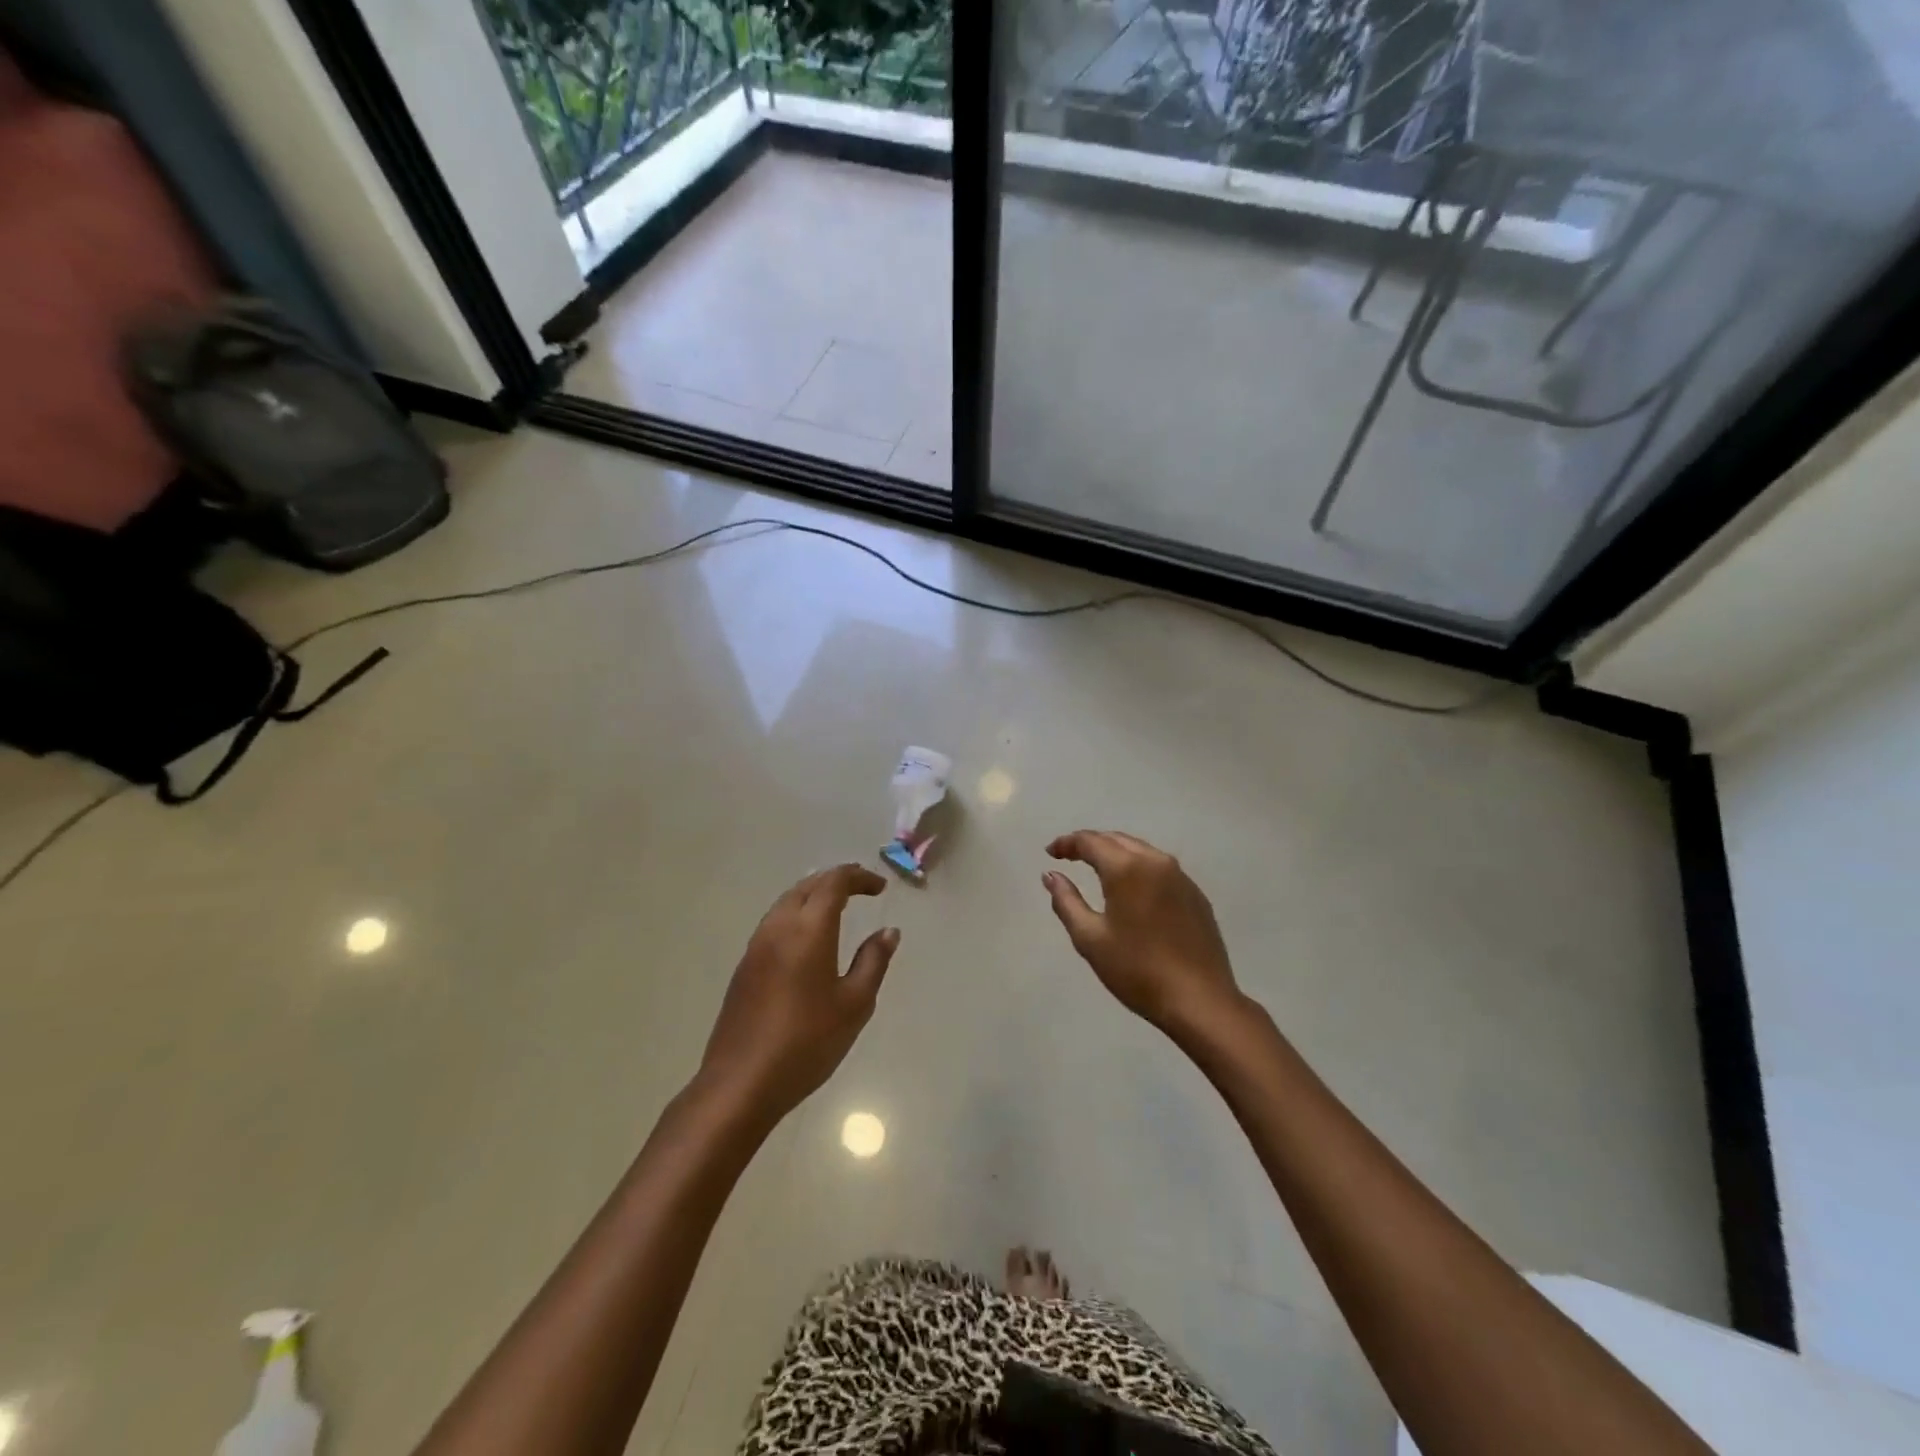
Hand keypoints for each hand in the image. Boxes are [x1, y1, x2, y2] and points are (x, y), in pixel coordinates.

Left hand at [701, 864, 899, 1122]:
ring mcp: (756, 947)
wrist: (741, 1083)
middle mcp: (779, 927)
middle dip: (836, 880)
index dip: (859, 877)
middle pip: (807, 886)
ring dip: (813, 895)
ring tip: (837, 907)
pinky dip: (797, 914)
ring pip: (787, 902)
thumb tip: (888, 931)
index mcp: (809, 929)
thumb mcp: (854, 1004)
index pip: (834, 882)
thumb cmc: (807, 1042)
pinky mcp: (744, 967)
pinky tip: (808, 938)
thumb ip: (873, 961)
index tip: (880, 888)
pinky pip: (774, 922)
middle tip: (862, 889)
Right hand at [1043, 831, 1241, 1032]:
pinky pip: (1160, 868)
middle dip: (1091, 844)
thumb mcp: (1090, 939)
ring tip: (1097, 868)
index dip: (1067, 843)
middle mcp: (1155, 861)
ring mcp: (1180, 877)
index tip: (1050, 852)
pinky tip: (1132, 889)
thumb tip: (1051, 875)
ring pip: (1141, 851)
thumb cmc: (1136, 970)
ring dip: (1116, 853)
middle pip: (1117, 840)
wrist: (1199, 1000)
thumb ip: (1066, 902)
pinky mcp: (1195, 894)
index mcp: (1126, 868)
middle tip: (1069, 856)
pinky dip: (1138, 868)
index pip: (1090, 841)